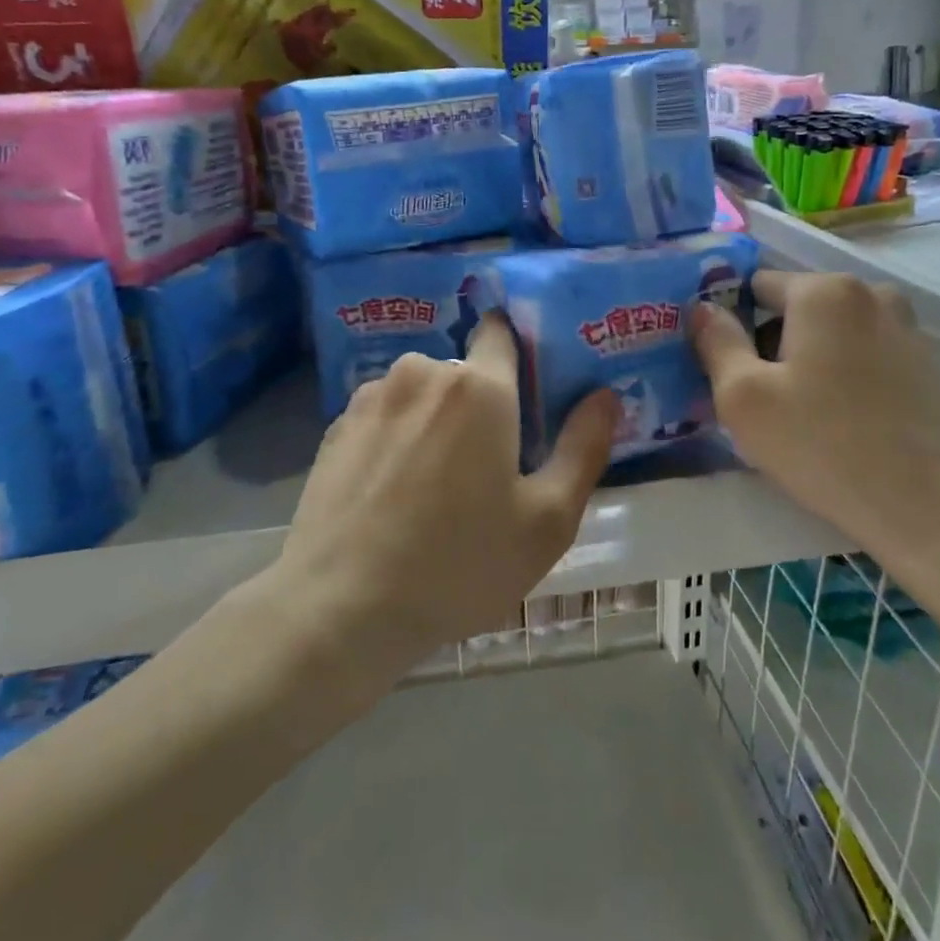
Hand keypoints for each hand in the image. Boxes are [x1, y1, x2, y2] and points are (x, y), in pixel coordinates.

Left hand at [277, 314, 617, 669]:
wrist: (340, 609)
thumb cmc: (459, 564)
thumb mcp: (547, 521)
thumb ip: (583, 449)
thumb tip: (605, 396)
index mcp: (480, 386)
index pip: (502, 331)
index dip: (519, 352)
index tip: (528, 394)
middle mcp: (422, 373)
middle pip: (464, 373)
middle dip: (480, 405)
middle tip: (487, 468)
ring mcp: (371, 397)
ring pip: (421, 395)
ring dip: (435, 421)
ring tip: (433, 488)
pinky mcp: (335, 427)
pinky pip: (384, 416)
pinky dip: (396, 439)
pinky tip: (392, 494)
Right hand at [691, 271, 939, 597]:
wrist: (929, 507)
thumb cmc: (823, 445)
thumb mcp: (744, 398)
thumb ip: (716, 342)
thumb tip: (703, 308)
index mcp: (825, 290)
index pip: (756, 285)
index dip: (733, 323)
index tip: (727, 369)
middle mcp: (871, 293)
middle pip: (795, 309)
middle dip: (771, 344)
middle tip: (761, 402)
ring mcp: (906, 328)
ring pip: (830, 334)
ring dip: (807, 362)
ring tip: (801, 418)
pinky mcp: (926, 365)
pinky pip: (863, 356)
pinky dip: (842, 377)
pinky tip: (841, 425)